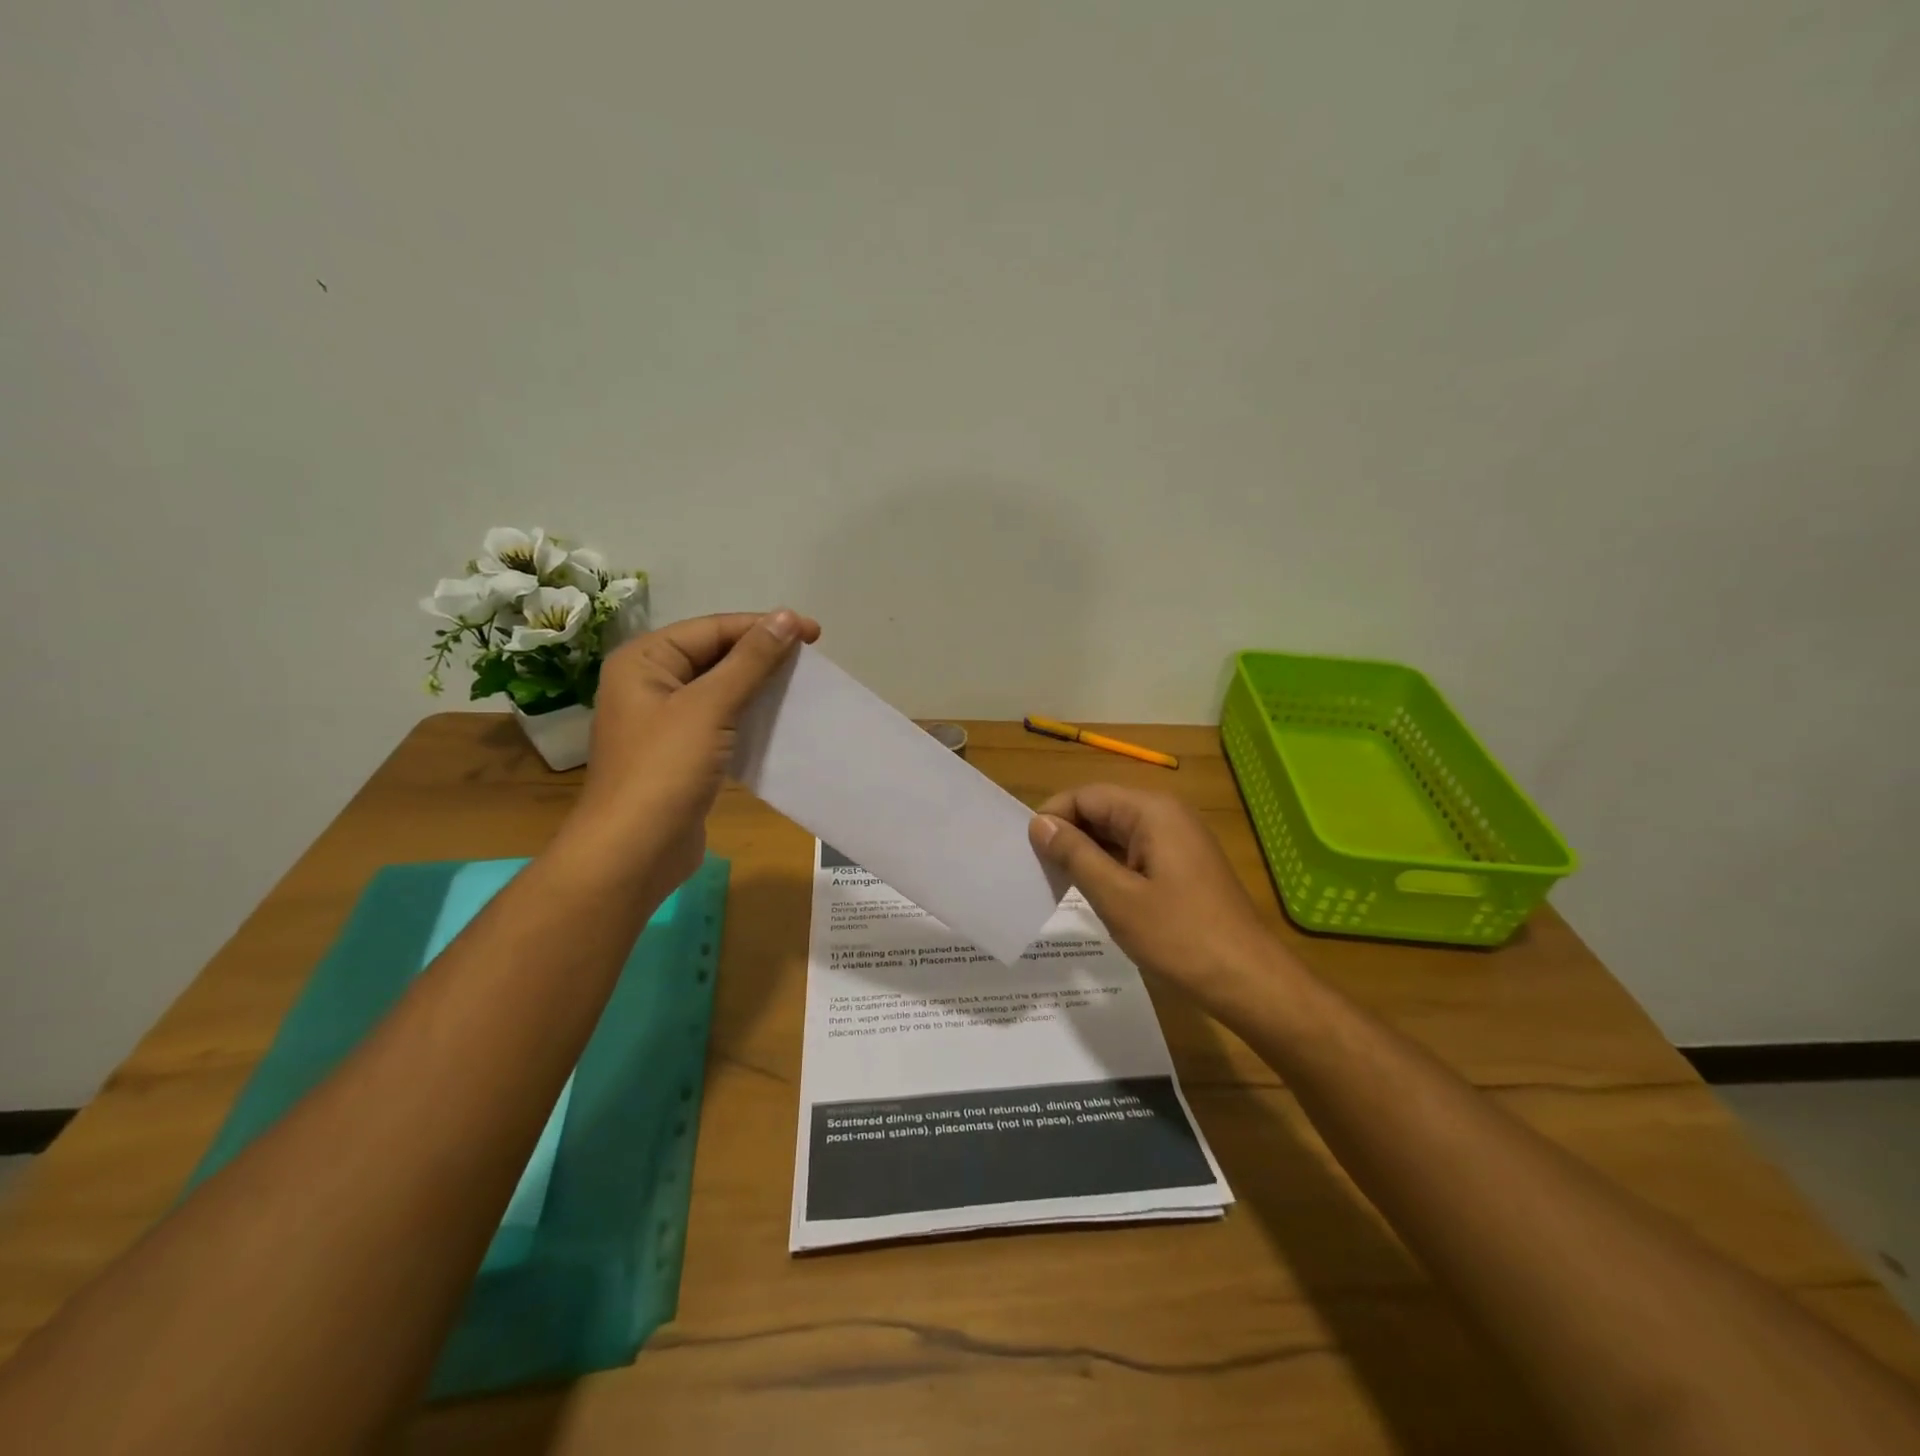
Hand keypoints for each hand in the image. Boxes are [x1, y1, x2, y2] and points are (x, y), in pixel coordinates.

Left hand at [572, 609, 820, 886]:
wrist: (633, 852)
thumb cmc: (666, 770)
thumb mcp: (710, 707)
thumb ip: (750, 661)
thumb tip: (785, 617)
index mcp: (644, 661)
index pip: (713, 629)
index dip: (764, 627)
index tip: (815, 634)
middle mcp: (649, 684)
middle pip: (715, 655)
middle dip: (763, 656)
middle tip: (812, 661)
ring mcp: (663, 722)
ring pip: (720, 690)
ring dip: (759, 687)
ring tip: (802, 688)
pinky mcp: (681, 754)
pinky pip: (721, 722)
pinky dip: (750, 718)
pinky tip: (780, 722)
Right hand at [1029, 784, 1286, 1008]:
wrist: (1248, 980)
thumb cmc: (1179, 937)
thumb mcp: (1117, 897)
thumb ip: (1075, 855)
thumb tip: (1039, 824)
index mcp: (1151, 812)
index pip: (1086, 795)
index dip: (1053, 817)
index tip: (1028, 852)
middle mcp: (1166, 815)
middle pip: (1102, 809)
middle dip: (1068, 834)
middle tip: (1038, 870)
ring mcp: (1178, 840)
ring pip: (1117, 833)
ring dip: (1087, 853)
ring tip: (1058, 883)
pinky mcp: (1183, 865)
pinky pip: (1135, 853)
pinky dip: (1110, 867)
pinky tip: (1093, 893)